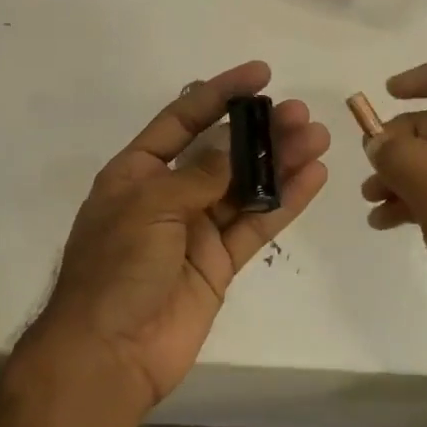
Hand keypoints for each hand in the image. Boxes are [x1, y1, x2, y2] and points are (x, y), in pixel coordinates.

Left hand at [25, 62, 330, 410]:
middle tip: (301, 114)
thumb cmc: (116, 268)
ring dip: (280, 163)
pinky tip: (312, 178)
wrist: (109, 352)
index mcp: (136, 173)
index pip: (182, 120)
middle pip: (221, 153)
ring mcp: (195, 231)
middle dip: (260, 131)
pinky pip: (255, 225)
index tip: (260, 74)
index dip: (219, 94)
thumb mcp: (150, 207)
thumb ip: (199, 175)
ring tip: (317, 138)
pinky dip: (283, 203)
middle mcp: (167, 195)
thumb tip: (235, 147)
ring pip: (245, 187)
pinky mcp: (218, 263)